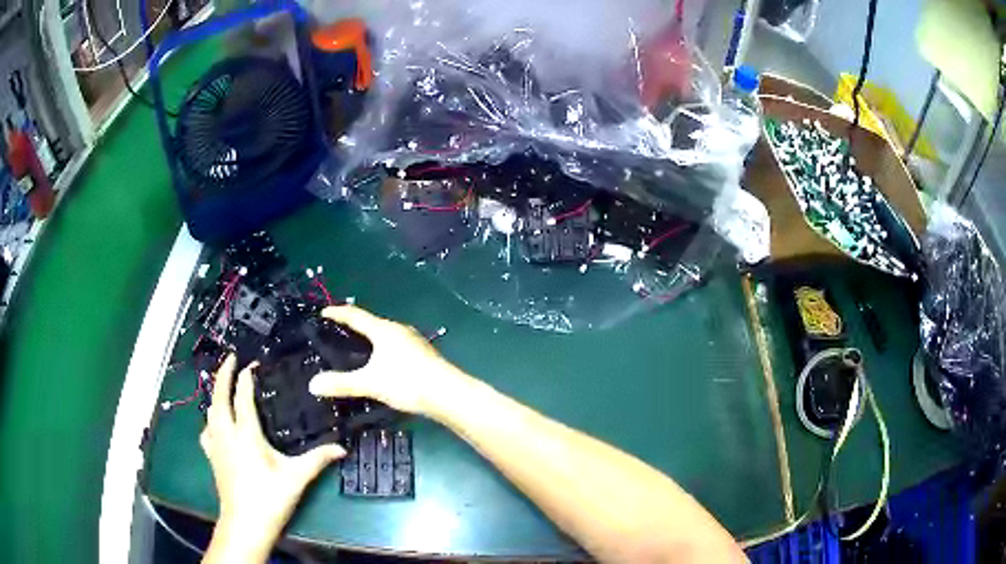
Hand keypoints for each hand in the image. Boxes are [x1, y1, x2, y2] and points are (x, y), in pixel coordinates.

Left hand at [201, 355, 344, 561]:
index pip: (242, 397)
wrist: (245, 522)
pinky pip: (206, 430)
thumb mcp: (296, 478)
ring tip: (222, 386)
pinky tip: (214, 423)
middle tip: (229, 359)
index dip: (245, 378)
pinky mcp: (212, 457)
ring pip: (209, 411)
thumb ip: (317, 459)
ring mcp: (216, 445)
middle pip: (219, 397)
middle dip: (222, 375)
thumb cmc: (270, 498)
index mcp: (246, 434)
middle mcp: (226, 434)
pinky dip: (209, 419)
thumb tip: (341, 448)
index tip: (251, 364)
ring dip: (215, 394)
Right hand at [309, 305, 472, 418]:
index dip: (338, 313)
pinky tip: (381, 364)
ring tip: (356, 349)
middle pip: (372, 323)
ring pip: (386, 336)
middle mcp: (399, 330)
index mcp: (384, 330)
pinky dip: (382, 350)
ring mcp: (414, 342)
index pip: (356, 315)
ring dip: (370, 339)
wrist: (447, 394)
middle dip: (354, 326)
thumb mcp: (370, 383)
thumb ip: (342, 383)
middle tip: (336, 333)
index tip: (323, 312)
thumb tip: (312, 384)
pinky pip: (395, 347)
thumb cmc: (406, 382)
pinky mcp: (423, 355)